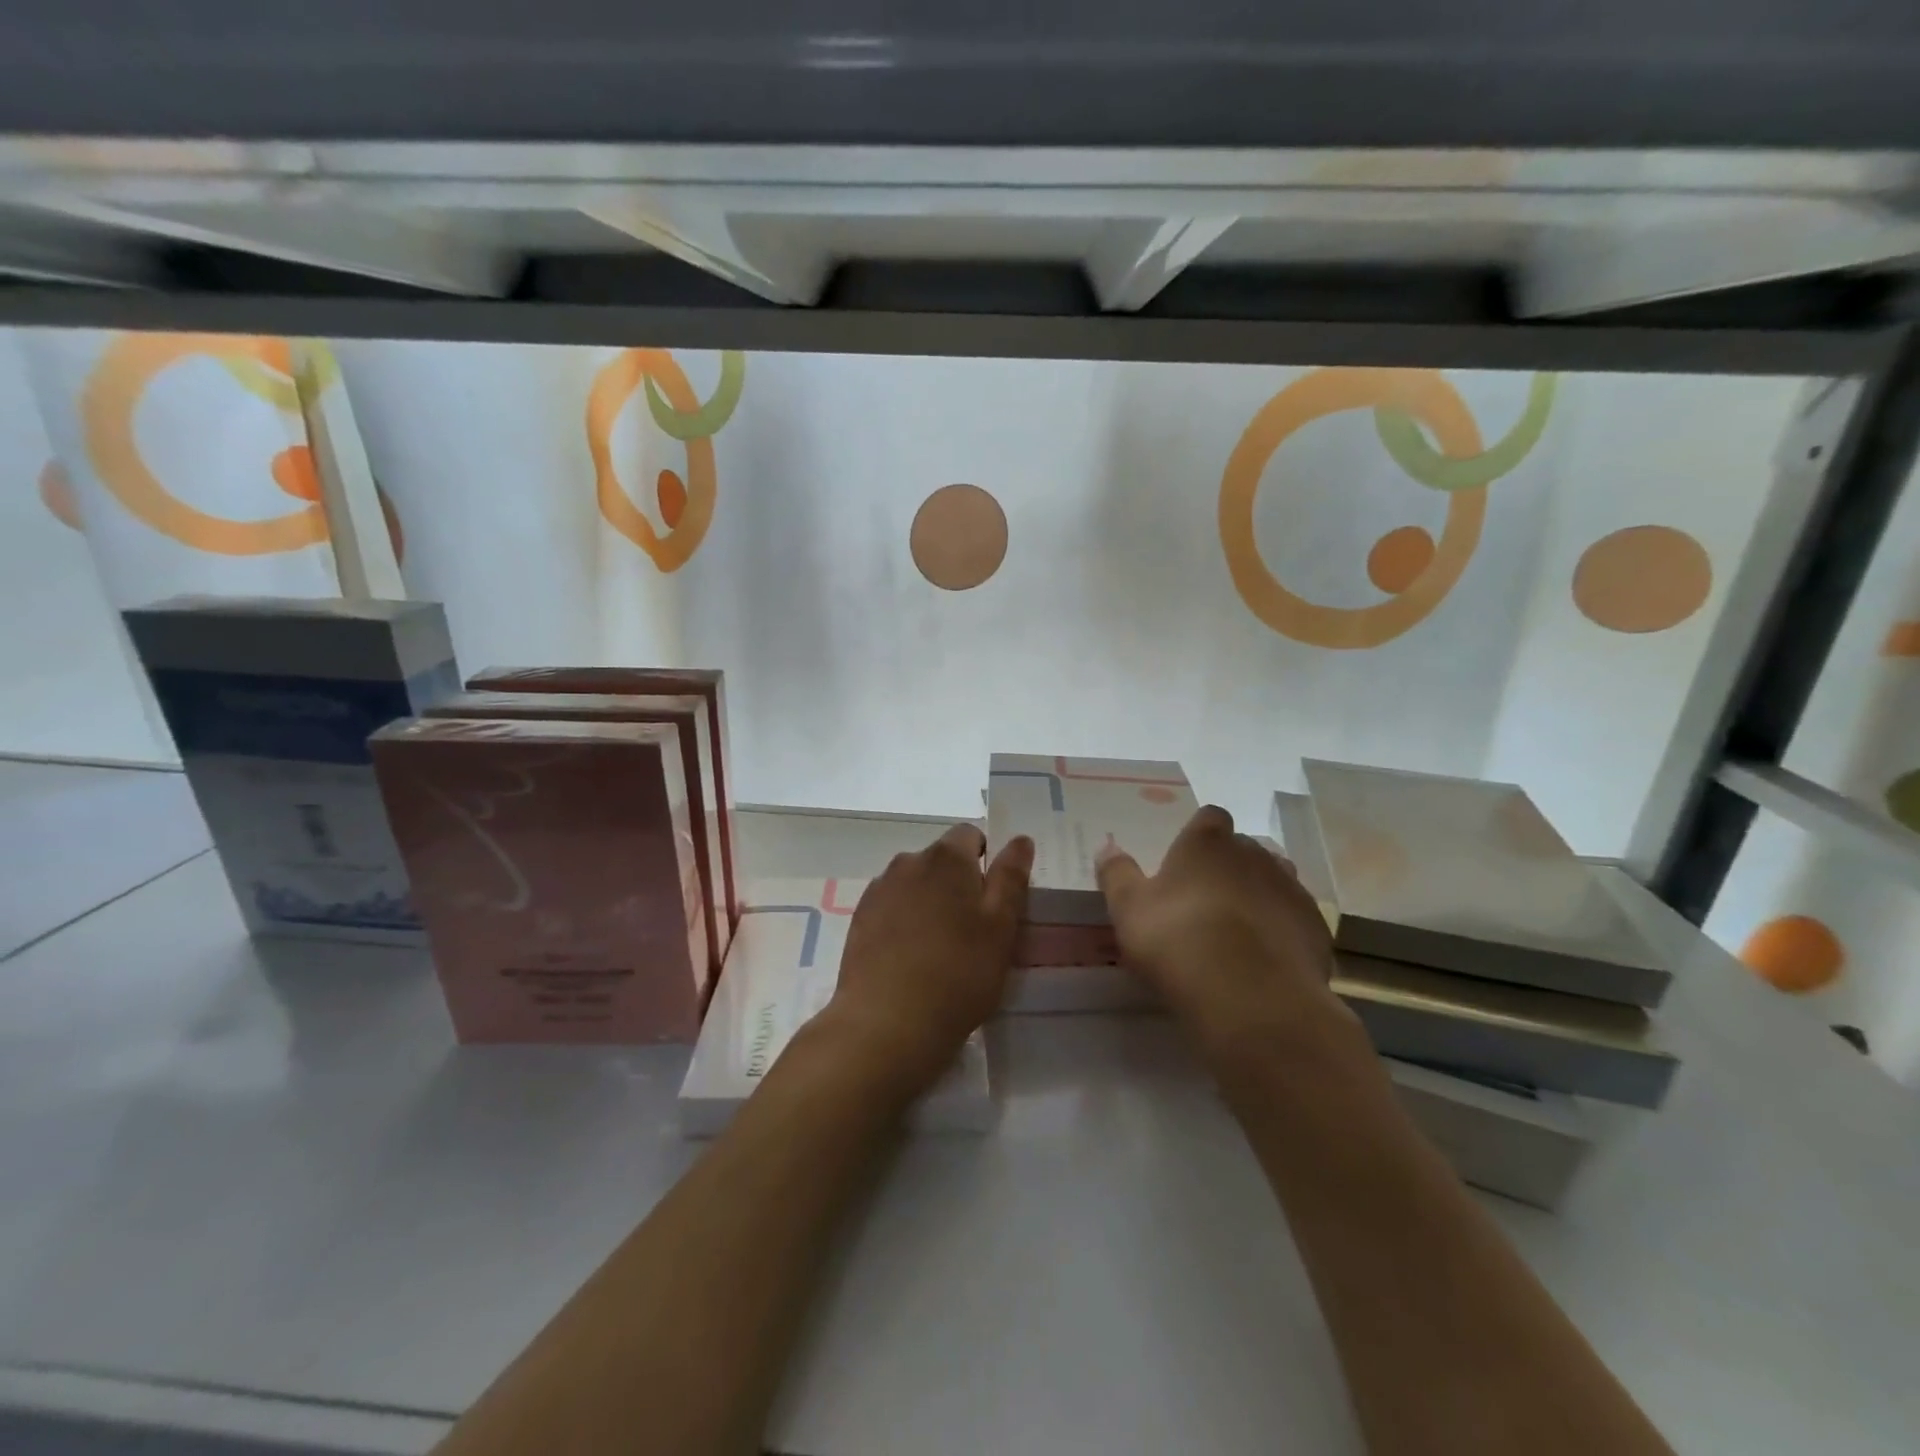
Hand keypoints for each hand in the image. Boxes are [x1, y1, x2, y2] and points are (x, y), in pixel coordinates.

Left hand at [821, 824, 1033, 1096]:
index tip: (994, 898)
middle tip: (973, 930)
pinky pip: (891, 907)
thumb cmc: (958, 973)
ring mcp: (879, 889)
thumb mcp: (1001, 927)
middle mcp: (908, 862)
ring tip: (940, 948)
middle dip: (958, 883)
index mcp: (946, 857)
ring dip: (929, 901)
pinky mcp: (859, 919)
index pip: (971, 834)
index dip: (987, 858)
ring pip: (914, 884)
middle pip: (941, 860)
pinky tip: (911, 958)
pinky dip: (904, 921)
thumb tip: (1020, 839)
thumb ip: (1011, 878)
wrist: (887, 1023)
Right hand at [1096, 805, 1351, 1060]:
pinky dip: (1281, 931)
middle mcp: (1254, 855)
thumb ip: (1117, 874)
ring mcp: (1291, 890)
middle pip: (1244, 848)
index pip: (1209, 818)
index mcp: (1207, 843)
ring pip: (1275, 880)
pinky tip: (1265, 960)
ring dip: (1259, 895)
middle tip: (1206, 899)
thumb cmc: (1178, 940)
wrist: (1250, 997)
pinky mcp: (1317, 929)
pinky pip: (1295, 919)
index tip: (1186, 858)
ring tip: (1237, 929)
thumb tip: (1106, 847)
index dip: (1199, 834)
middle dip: (1229, 866)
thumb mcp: (1129, 909)